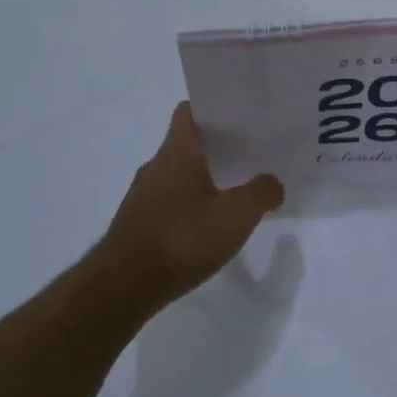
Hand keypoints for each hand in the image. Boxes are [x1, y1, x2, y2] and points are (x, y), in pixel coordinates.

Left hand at [95, 102, 284, 309]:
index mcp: (178, 151)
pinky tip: (205, 228)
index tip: (239, 117)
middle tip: (248, 156)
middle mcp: (156, 166)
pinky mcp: (136, 224)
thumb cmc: (181, 238)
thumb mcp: (235, 216)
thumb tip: (273, 183)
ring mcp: (142, 196)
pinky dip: (187, 207)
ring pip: (176, 174)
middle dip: (215, 148)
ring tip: (232, 193)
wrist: (123, 286)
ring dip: (201, 179)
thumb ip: (260, 194)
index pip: (190, 111)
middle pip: (186, 143)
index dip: (213, 109)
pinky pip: (167, 202)